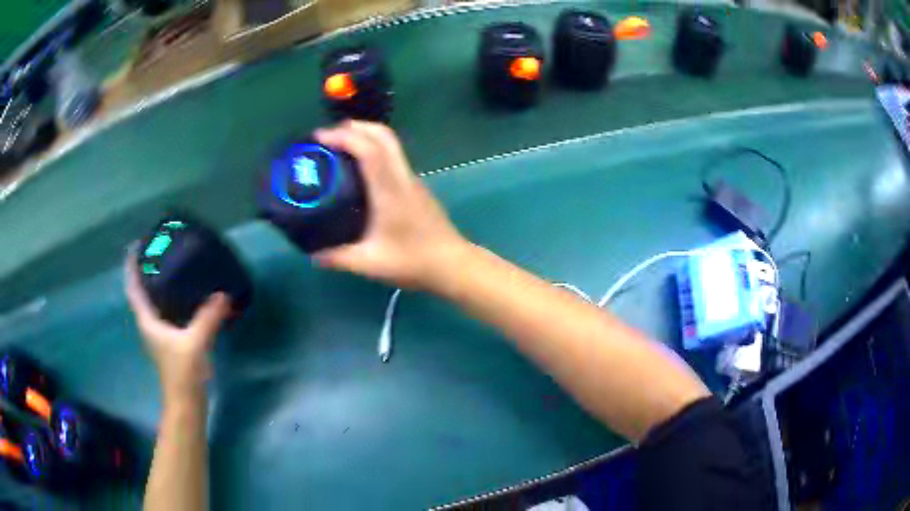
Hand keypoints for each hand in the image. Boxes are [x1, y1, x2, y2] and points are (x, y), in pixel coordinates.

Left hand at [124, 252, 231, 402]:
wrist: (186, 403)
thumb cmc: (183, 373)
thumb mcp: (195, 343)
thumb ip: (208, 318)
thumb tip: (223, 294)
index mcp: (148, 321)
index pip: (134, 290)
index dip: (131, 268)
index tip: (134, 247)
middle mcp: (150, 325)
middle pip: (143, 293)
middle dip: (146, 272)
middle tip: (158, 250)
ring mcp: (160, 334)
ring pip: (154, 303)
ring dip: (158, 285)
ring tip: (171, 266)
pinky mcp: (171, 341)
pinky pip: (166, 311)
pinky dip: (171, 299)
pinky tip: (185, 295)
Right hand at [313, 121, 467, 290]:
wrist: (453, 265)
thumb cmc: (414, 262)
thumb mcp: (371, 264)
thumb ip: (339, 258)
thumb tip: (313, 254)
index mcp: (390, 190)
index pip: (369, 150)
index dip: (344, 137)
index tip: (319, 137)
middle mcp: (402, 177)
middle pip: (383, 136)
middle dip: (355, 127)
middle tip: (328, 136)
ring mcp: (412, 180)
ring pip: (390, 144)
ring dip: (365, 136)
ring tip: (339, 147)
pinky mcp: (416, 187)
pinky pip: (392, 157)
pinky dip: (373, 150)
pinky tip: (359, 169)